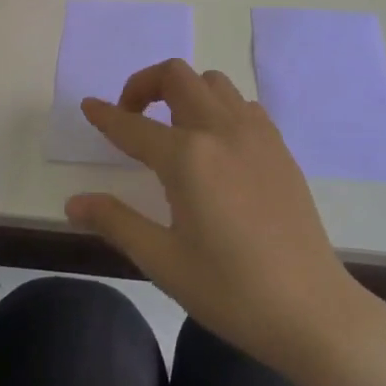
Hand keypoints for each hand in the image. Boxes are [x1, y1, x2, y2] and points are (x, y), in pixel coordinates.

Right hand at [66, 60, 370, 375]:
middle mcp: (221, 130)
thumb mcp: (163, 261)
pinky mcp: (278, 146)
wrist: (311, 309)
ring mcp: (255, 133)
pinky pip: (241, 104)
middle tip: (132, 116)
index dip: (106, 115)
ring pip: (212, 82)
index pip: (134, 125)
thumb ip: (116, 221)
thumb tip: (74, 202)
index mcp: (188, 157)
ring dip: (184, 90)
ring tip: (173, 127)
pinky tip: (215, 145)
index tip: (88, 106)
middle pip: (177, 76)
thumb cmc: (230, 291)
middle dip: (145, 84)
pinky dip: (218, 107)